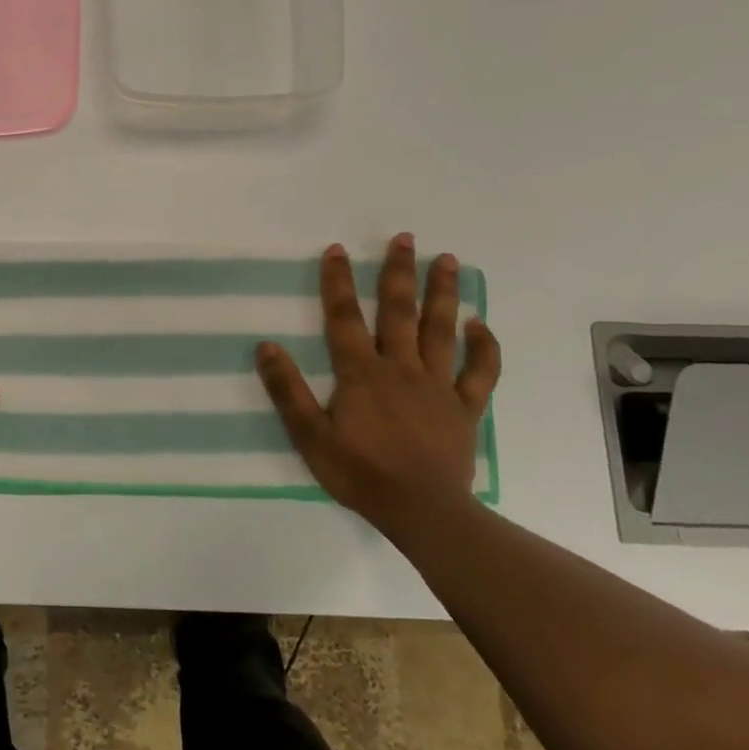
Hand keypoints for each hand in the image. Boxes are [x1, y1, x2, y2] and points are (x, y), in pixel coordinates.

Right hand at [255, 234, 501, 537]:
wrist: (421, 511)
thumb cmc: (359, 472)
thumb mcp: (309, 435)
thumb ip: (288, 390)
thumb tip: (265, 346)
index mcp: (361, 372)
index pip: (344, 317)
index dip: (337, 282)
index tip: (337, 249)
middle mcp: (400, 368)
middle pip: (399, 311)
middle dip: (399, 272)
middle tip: (406, 238)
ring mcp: (437, 386)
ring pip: (440, 330)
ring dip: (444, 293)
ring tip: (449, 259)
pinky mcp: (464, 408)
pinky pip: (479, 372)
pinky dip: (483, 347)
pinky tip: (480, 325)